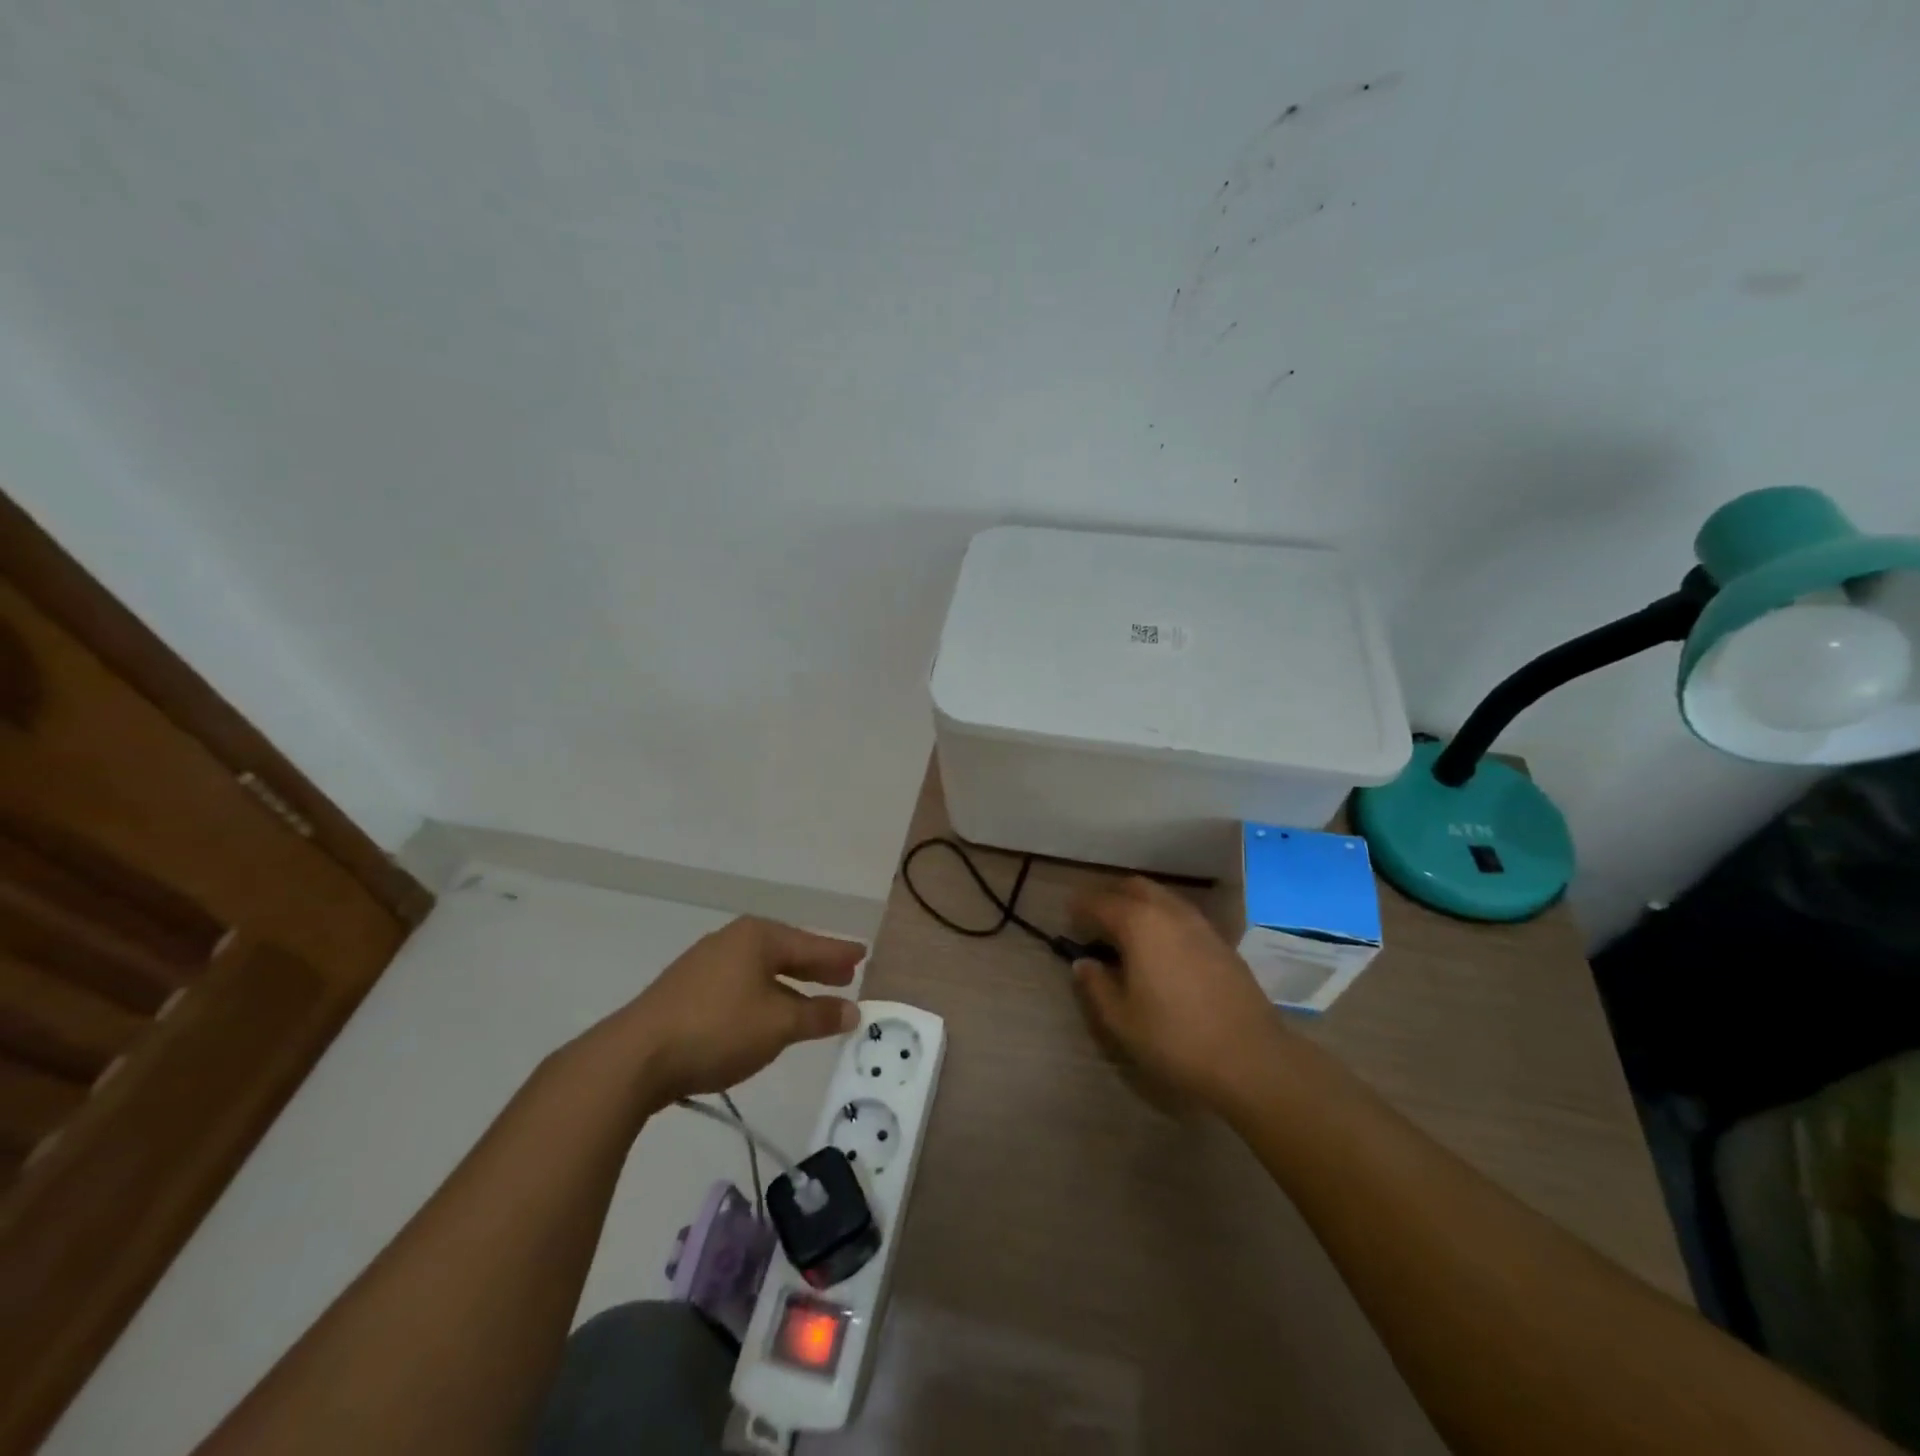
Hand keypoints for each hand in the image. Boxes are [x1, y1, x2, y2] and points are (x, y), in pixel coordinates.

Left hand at [595, 917, 862, 1105]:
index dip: (838, 954)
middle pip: (785, 952)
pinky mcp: (686, 991)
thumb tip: (852, 1011)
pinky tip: (766, 1013)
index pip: (811, 945)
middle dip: (815, 966)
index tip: (862, 954)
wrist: (634, 1058)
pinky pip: (740, 985)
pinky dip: (763, 996)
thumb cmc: (717, 1029)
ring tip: (810, 998)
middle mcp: (732, 941)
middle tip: (844, 975)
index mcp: (757, 937)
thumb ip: (818, 1016)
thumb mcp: (778, 1025)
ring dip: (789, 985)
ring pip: (761, 971)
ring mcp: (705, 964)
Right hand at [1070, 877, 1287, 1110]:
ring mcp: (1200, 924)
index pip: (1100, 902)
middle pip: (1134, 887)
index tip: (1067, 914)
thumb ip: (1096, 986)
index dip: (1080, 906)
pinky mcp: (1221, 941)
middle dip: (1111, 895)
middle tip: (1095, 918)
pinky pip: (1182, 914)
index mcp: (1139, 924)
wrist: (1251, 1058)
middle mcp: (1169, 912)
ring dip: (1139, 904)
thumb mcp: (1122, 1019)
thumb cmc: (1175, 1039)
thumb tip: (1083, 964)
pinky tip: (1160, 947)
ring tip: (1126, 931)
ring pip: (1162, 897)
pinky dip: (1163, 918)